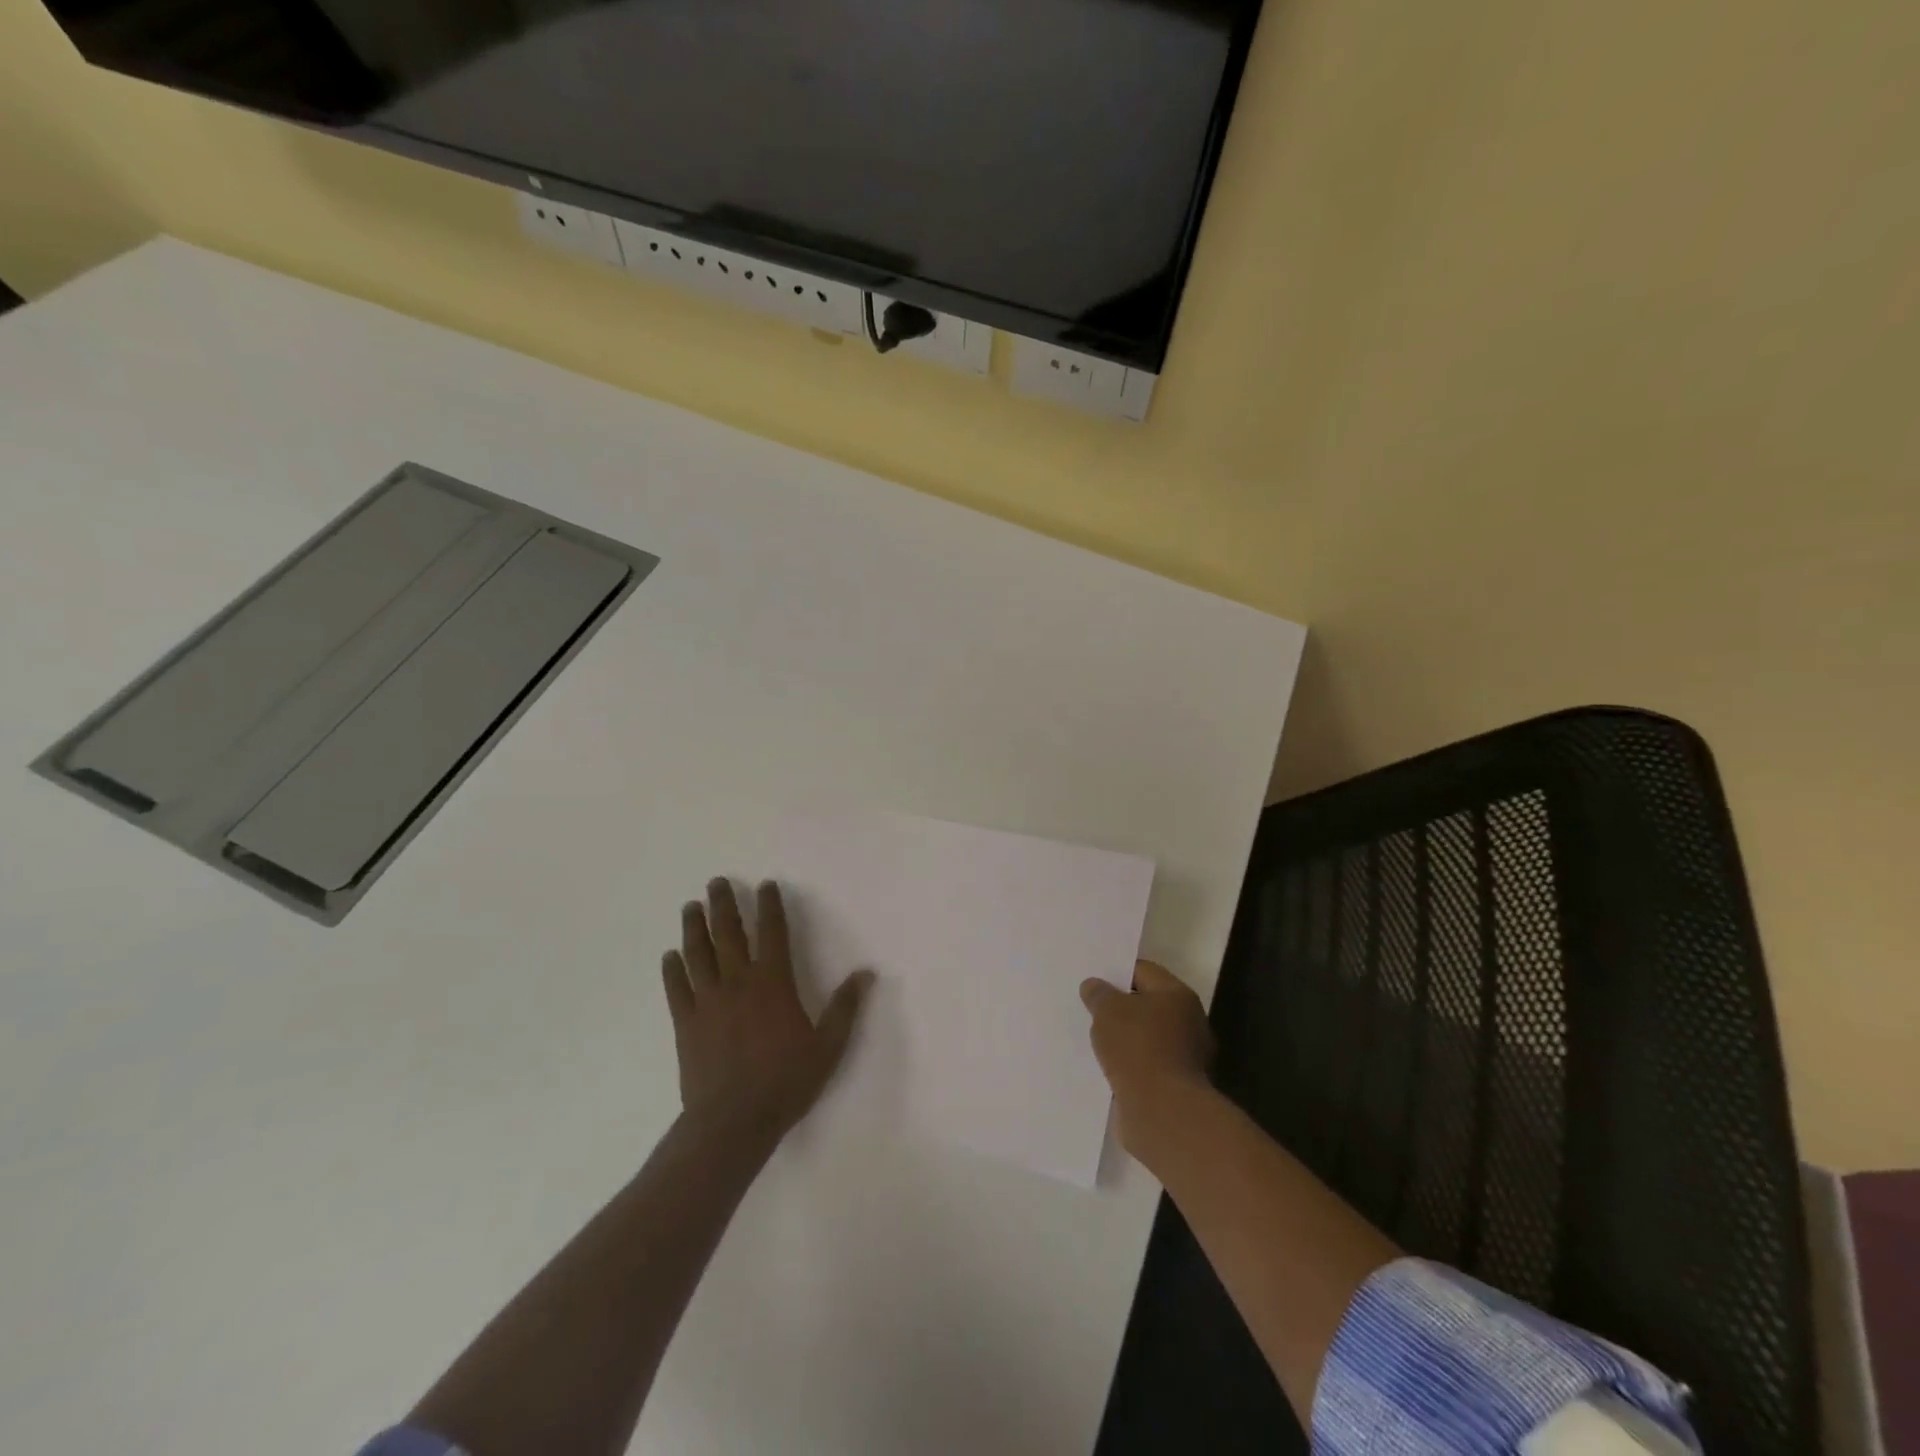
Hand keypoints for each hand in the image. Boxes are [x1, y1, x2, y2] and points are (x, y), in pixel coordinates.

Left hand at [663, 879, 871, 1145]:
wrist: (733, 1122)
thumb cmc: (786, 1081)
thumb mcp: (828, 1046)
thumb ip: (846, 1007)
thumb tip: (867, 973)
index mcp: (774, 982)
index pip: (773, 932)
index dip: (770, 906)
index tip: (765, 885)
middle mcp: (738, 982)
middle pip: (729, 934)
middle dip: (724, 904)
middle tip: (716, 882)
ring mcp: (707, 1001)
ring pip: (698, 954)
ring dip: (695, 927)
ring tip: (691, 906)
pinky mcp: (685, 1023)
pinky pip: (677, 988)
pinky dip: (673, 969)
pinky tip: (670, 956)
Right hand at [1080, 960, 1214, 1158]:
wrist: (1162, 1112)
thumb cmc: (1138, 1048)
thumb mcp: (1108, 1011)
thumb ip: (1099, 994)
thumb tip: (1094, 986)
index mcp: (1178, 996)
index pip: (1144, 971)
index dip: (1117, 973)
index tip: (1093, 980)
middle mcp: (1188, 1022)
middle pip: (1147, 1005)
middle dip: (1120, 1007)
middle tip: (1090, 1009)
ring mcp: (1185, 1057)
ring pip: (1146, 1038)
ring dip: (1124, 1040)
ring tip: (1095, 1040)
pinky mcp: (1175, 1086)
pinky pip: (1146, 1066)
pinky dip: (1129, 1066)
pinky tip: (1106, 1068)